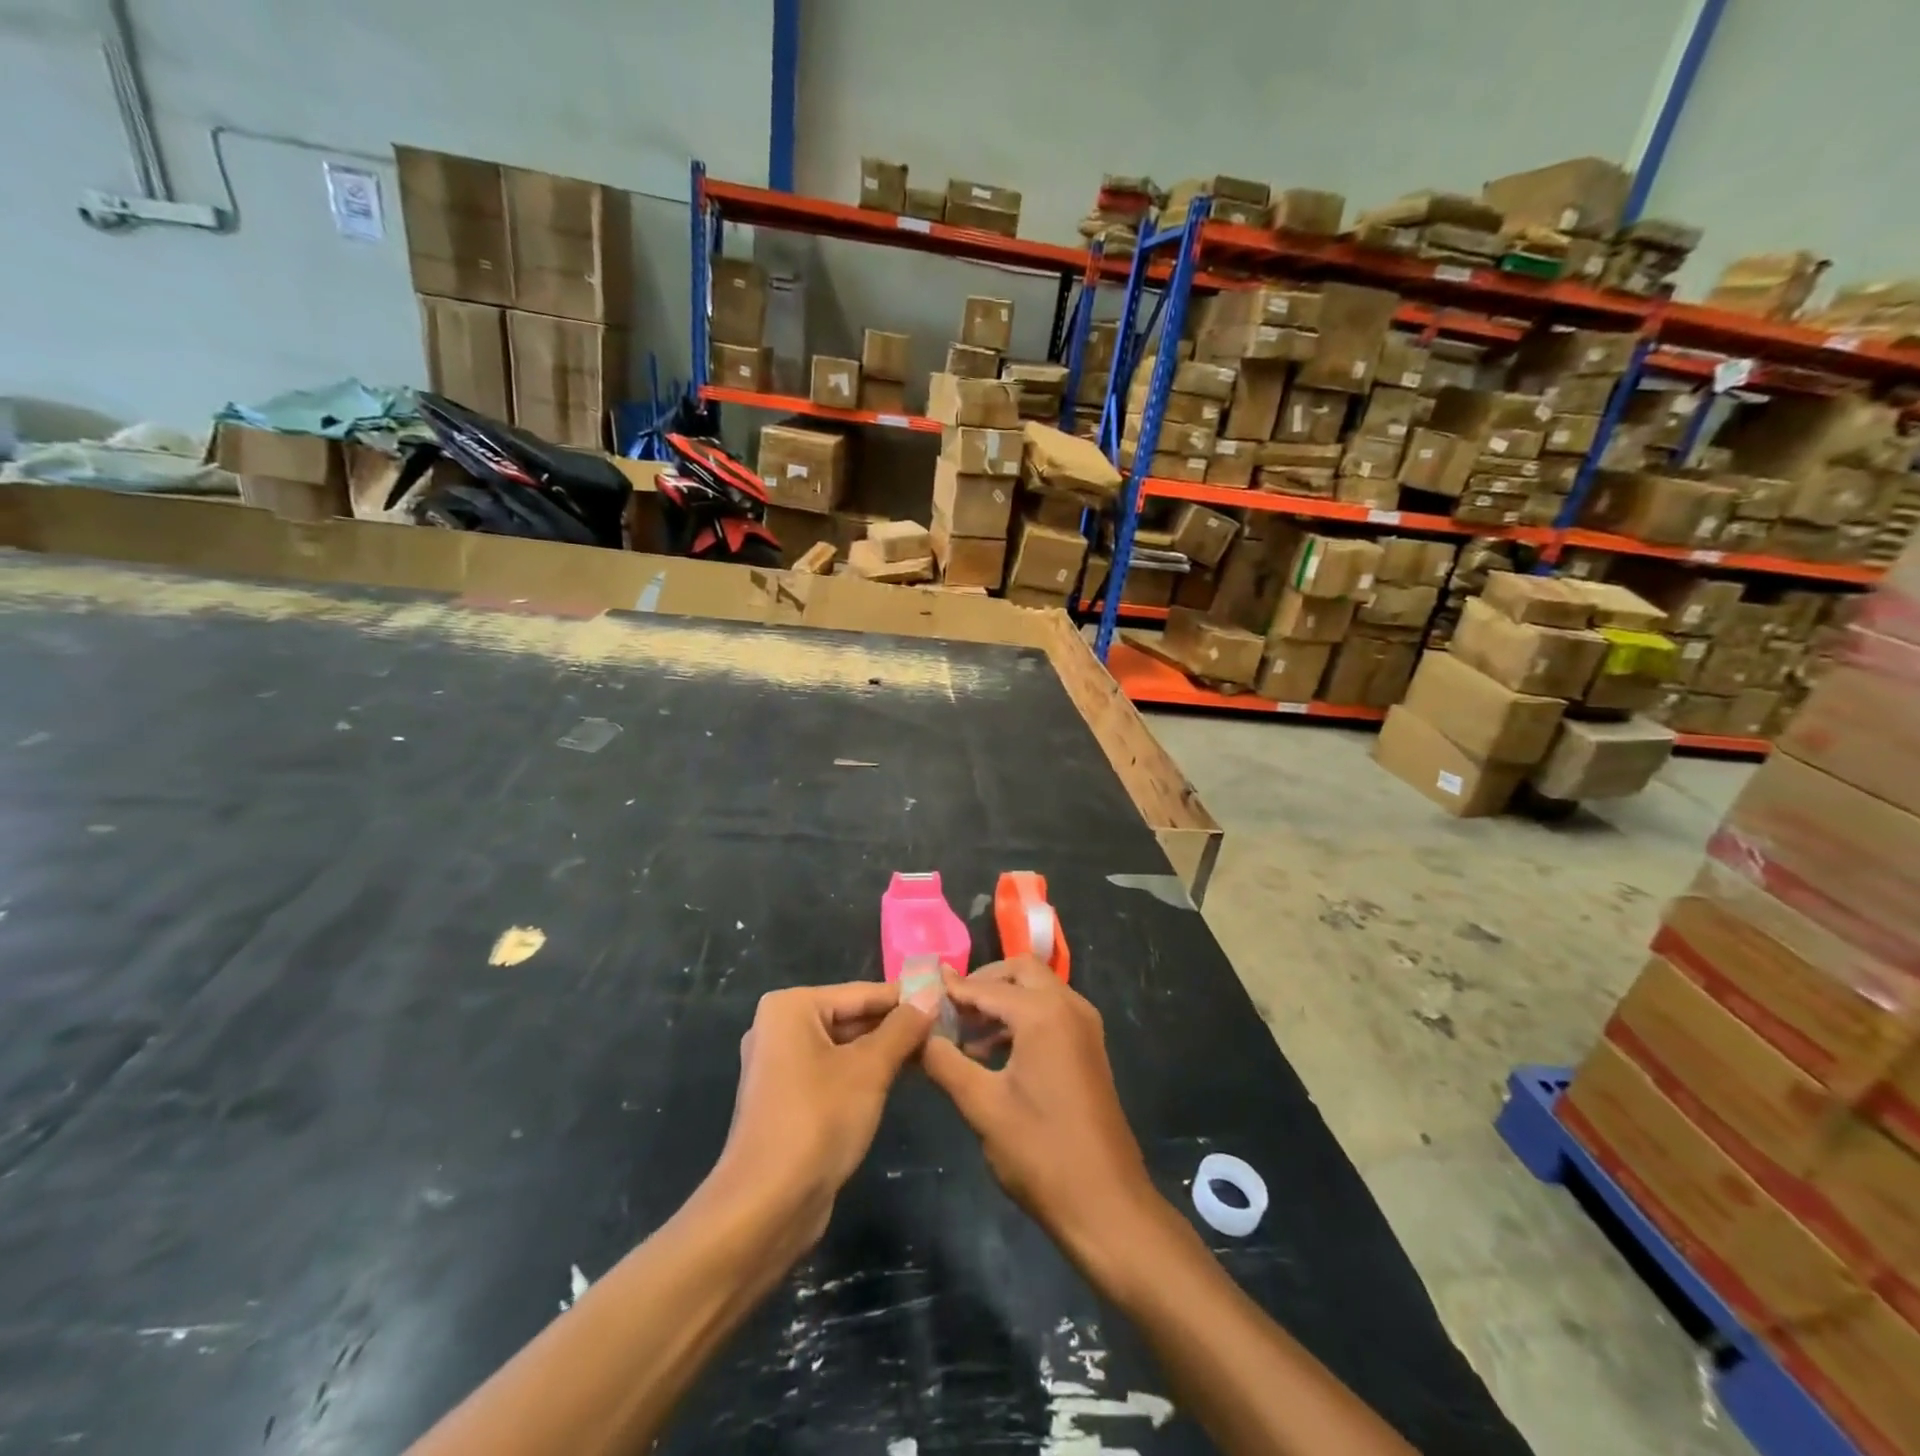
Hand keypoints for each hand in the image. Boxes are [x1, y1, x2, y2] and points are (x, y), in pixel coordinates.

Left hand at [712, 981, 934, 1245]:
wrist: (767, 1206)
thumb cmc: (818, 1120)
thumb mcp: (870, 1069)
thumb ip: (902, 1028)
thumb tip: (931, 995)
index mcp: (790, 1007)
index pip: (861, 993)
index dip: (906, 998)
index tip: (946, 1000)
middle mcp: (780, 1028)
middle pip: (851, 1016)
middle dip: (896, 1026)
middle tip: (945, 1029)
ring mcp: (780, 1065)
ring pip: (844, 1046)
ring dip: (884, 1050)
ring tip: (933, 1051)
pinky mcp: (787, 1099)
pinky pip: (833, 1072)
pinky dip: (864, 1073)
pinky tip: (901, 1078)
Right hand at [921, 959, 1155, 1256]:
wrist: (1106, 1204)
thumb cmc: (1041, 1152)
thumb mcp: (982, 1106)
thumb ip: (944, 1062)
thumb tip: (917, 1035)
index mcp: (1044, 1013)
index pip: (986, 986)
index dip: (951, 989)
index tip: (918, 992)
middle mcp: (1069, 1007)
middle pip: (1020, 972)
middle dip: (983, 983)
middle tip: (948, 1009)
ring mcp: (1084, 1027)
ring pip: (1037, 991)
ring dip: (1002, 1002)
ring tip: (963, 1036)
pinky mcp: (1088, 1049)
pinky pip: (1051, 1013)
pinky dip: (1021, 1019)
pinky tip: (992, 1055)